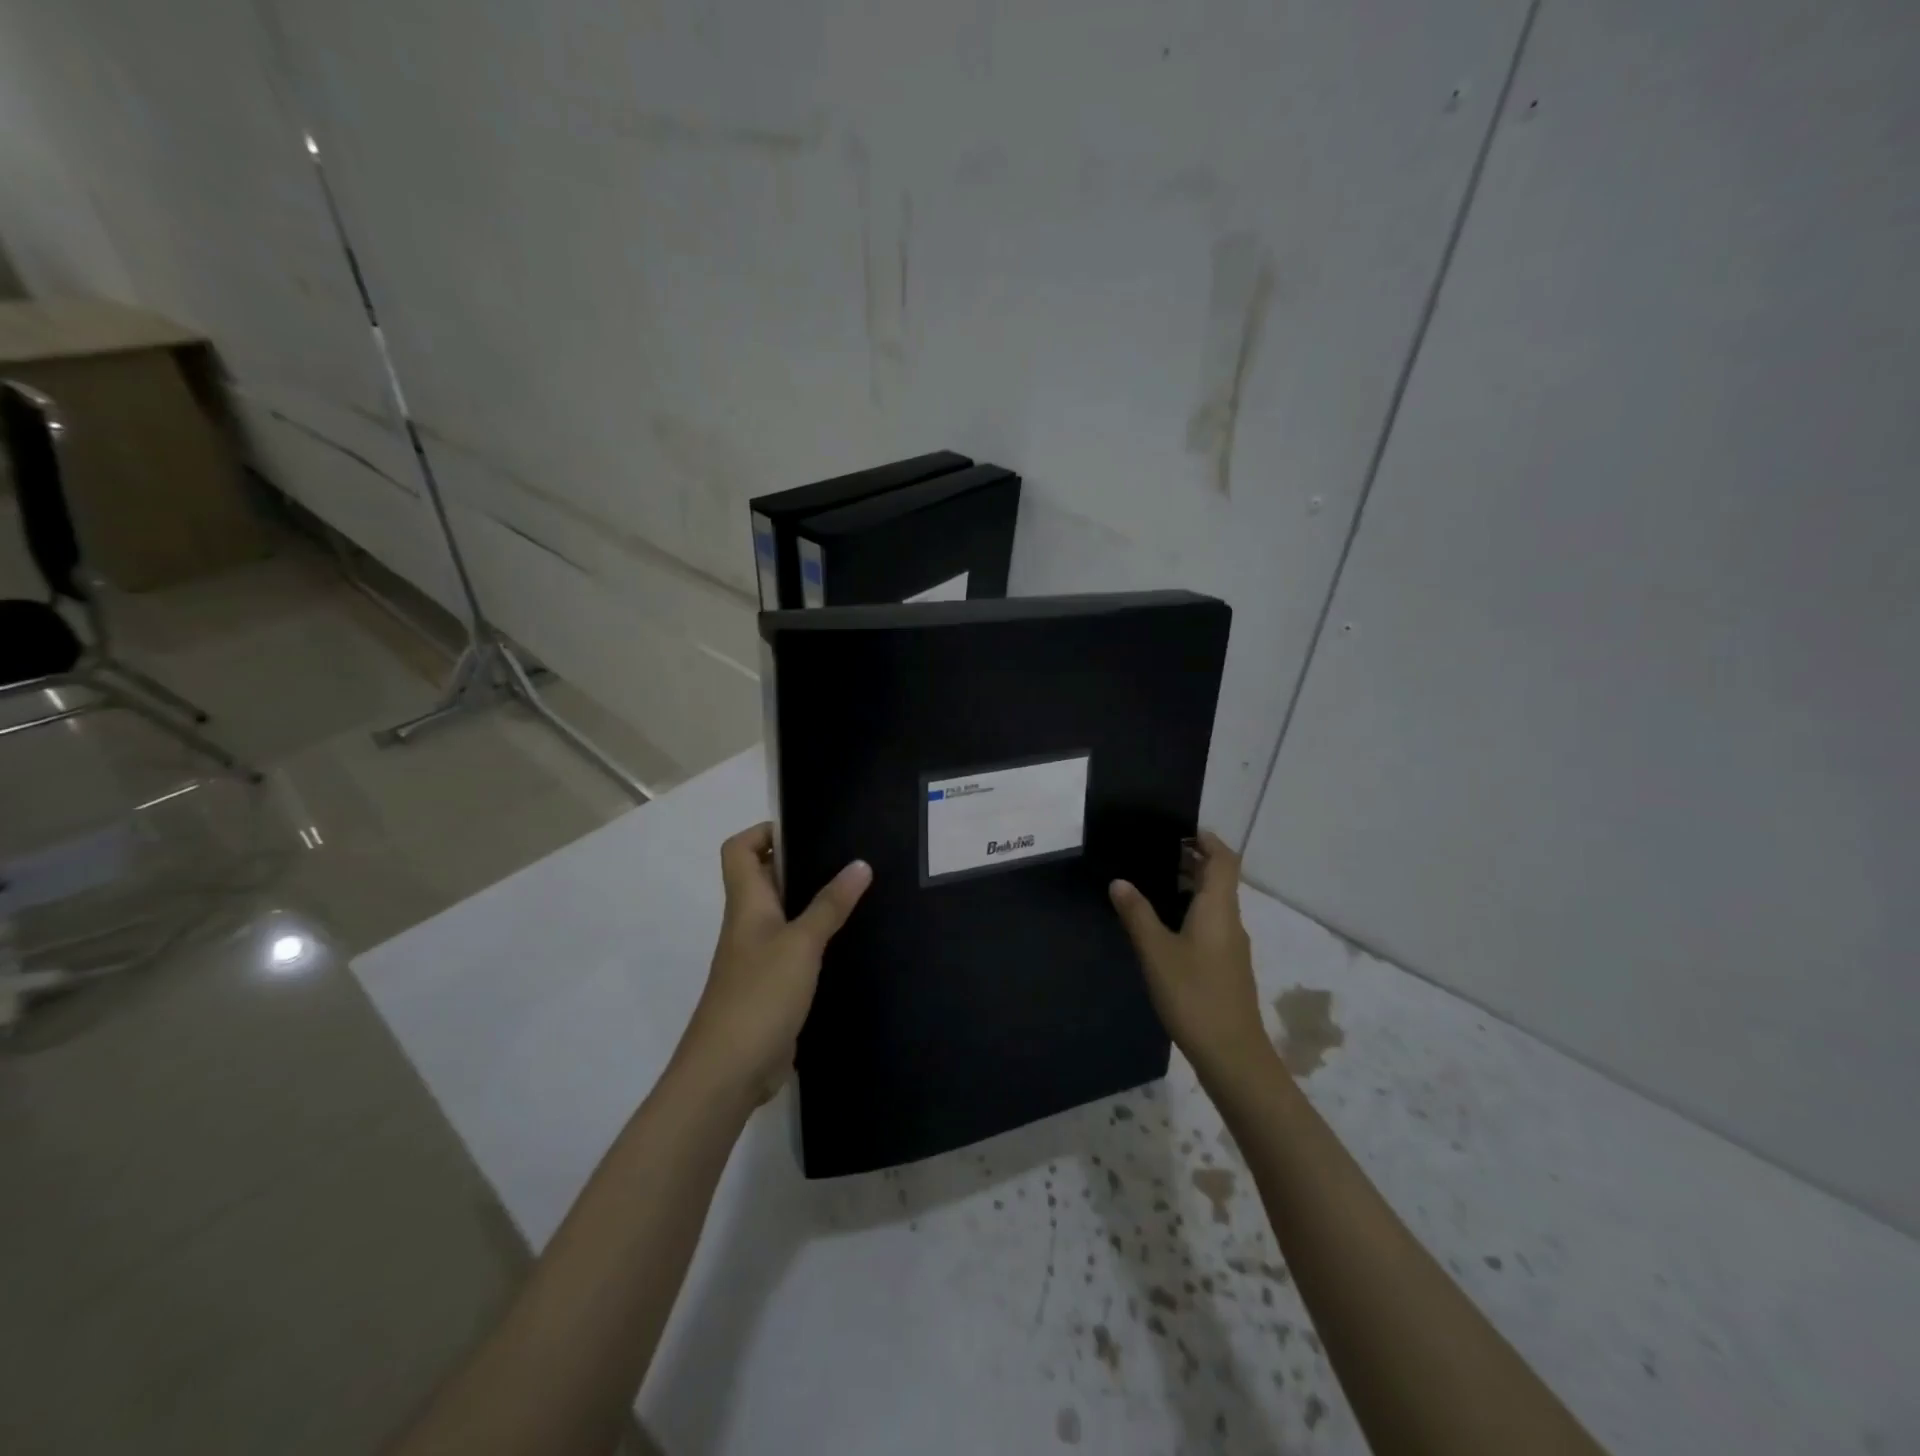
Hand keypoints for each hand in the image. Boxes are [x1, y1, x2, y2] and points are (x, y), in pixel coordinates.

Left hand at [675, 823, 871, 1104]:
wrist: (728, 1071)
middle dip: (800, 862)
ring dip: (812, 901)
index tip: (807, 829)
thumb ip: (830, 904)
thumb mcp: (801, 944)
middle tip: (847, 855)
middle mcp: (748, 924)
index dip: (764, 832)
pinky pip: (794, 950)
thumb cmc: (759, 994)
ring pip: (784, 915)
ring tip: (857, 891)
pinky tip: (848, 941)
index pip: (740, 849)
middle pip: (764, 878)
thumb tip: (860, 864)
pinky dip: (816, 940)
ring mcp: (758, 957)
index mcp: (747, 904)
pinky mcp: (772, 987)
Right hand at [1109, 831, 1270, 1083]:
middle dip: (1192, 860)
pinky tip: (1164, 927)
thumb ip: (1137, 914)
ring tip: (1151, 884)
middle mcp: (1230, 920)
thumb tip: (1119, 881)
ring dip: (1190, 887)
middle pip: (1220, 878)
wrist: (1232, 1054)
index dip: (1206, 840)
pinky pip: (1211, 924)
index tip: (1178, 831)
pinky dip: (1191, 911)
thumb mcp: (1156, 952)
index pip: (1224, 859)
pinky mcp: (1227, 966)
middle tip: (1153, 854)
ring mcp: (1232, 945)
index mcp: (1218, 908)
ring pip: (1215, 902)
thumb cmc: (1194, 995)